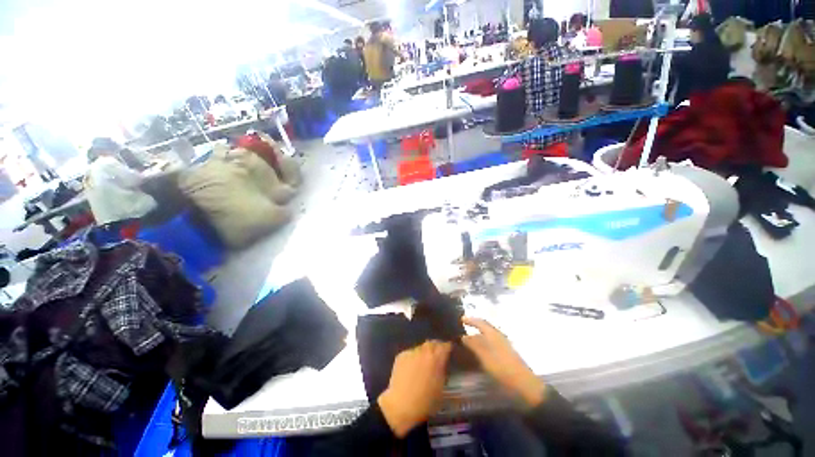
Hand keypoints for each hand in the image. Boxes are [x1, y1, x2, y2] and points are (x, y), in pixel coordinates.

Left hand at [378, 341, 451, 437]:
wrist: (400, 405)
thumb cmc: (425, 402)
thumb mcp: (440, 387)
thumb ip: (442, 370)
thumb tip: (442, 362)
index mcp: (436, 359)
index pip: (445, 346)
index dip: (447, 348)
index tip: (448, 351)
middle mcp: (424, 351)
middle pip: (432, 343)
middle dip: (436, 347)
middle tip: (436, 355)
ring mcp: (411, 352)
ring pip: (421, 348)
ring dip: (424, 353)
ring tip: (423, 363)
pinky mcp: (401, 355)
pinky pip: (410, 353)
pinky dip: (413, 358)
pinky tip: (411, 368)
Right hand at [461, 316, 546, 407]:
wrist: (524, 384)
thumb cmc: (502, 368)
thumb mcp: (484, 356)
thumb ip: (473, 345)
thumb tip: (463, 336)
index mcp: (493, 334)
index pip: (480, 322)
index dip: (470, 320)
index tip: (460, 319)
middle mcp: (498, 336)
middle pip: (484, 328)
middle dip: (474, 326)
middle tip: (462, 329)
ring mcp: (503, 345)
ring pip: (487, 336)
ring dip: (478, 336)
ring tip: (468, 340)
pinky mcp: (505, 354)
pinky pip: (490, 343)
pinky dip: (483, 344)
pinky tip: (478, 351)